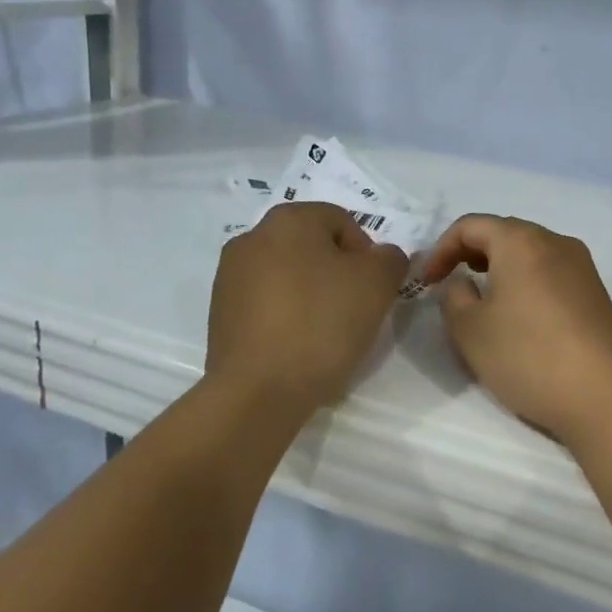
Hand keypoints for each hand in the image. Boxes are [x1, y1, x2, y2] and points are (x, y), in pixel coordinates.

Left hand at [205, 203, 408, 421]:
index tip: (372, 291)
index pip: (343, 222)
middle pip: (313, 248)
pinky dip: (287, 318)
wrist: (258, 392)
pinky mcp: (220, 315)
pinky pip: (268, 305)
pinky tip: (298, 348)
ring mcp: (230, 277)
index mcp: (288, 219)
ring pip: (290, 277)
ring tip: (326, 334)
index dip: (367, 255)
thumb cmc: (322, 323)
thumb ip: (390, 258)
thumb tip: (381, 258)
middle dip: (338, 275)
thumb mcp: (378, 283)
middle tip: (355, 311)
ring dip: (312, 297)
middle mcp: (252, 237)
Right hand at [417, 215, 611, 446]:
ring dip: (501, 267)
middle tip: (451, 283)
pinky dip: (527, 282)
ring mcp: (582, 265)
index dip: (441, 249)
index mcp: (521, 240)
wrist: (604, 395)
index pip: (471, 225)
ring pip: (531, 252)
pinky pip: (551, 272)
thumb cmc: (528, 356)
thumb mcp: (470, 330)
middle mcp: (555, 241)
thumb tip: (464, 283)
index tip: (427, 282)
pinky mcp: (596, 292)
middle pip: (504, 233)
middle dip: (471, 253)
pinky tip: (521, 316)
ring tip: (483, 299)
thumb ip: (454, 297)